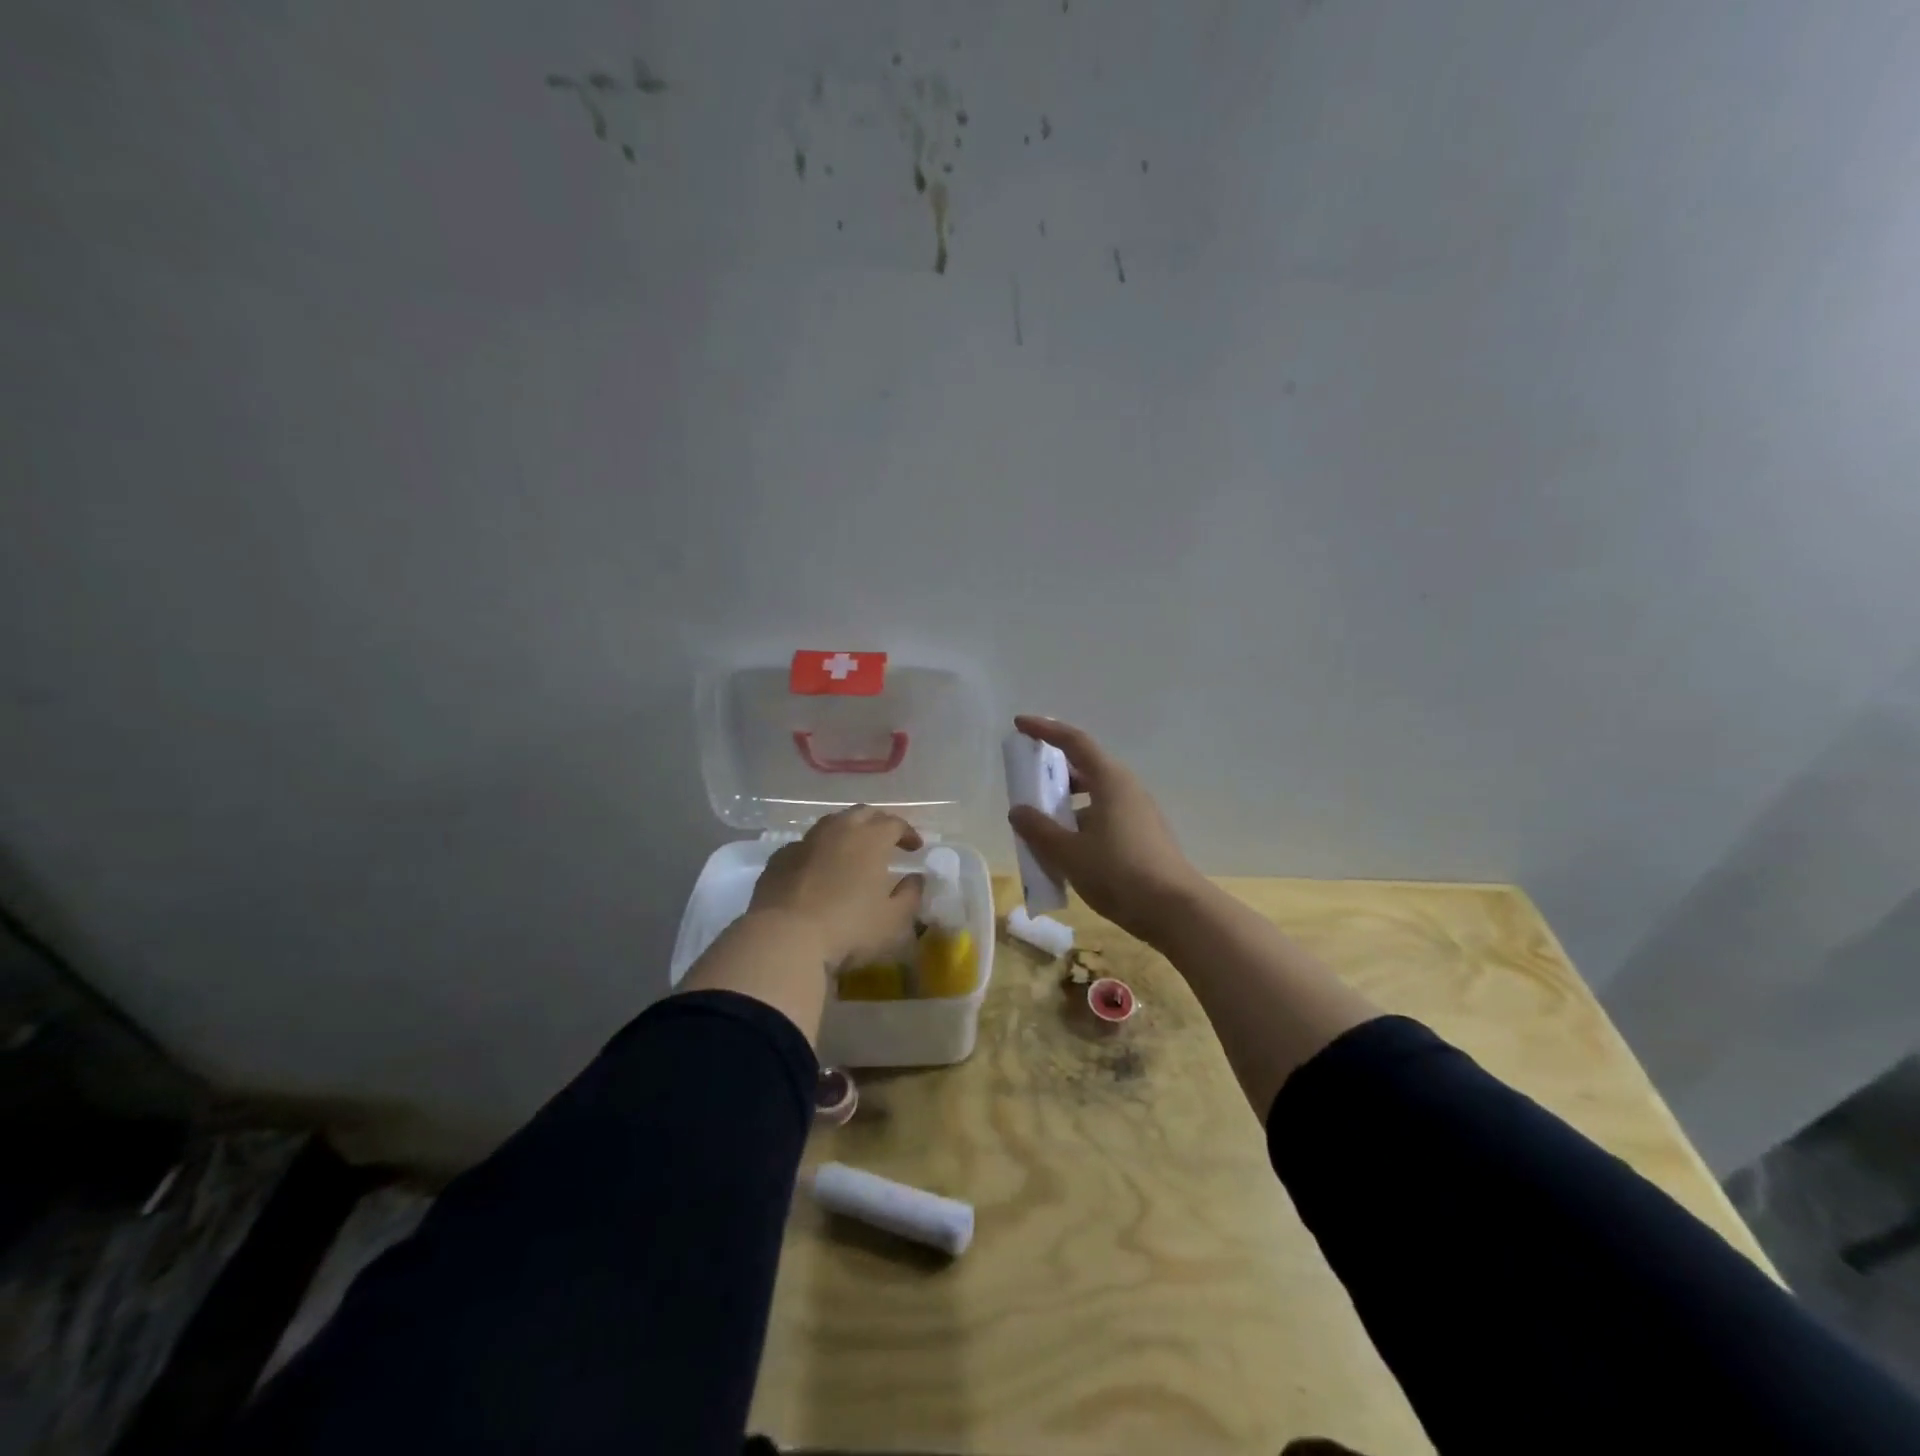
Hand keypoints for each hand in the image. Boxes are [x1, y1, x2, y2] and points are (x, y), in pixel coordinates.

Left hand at [748, 806, 924, 969]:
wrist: (783, 938)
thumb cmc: (847, 928)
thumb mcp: (893, 921)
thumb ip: (910, 896)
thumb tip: (915, 879)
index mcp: (870, 839)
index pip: (894, 823)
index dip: (908, 832)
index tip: (915, 848)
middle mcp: (838, 830)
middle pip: (862, 813)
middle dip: (878, 823)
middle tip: (886, 840)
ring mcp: (805, 842)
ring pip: (831, 823)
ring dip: (847, 831)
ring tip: (852, 850)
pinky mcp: (780, 858)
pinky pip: (805, 845)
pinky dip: (818, 850)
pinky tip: (818, 868)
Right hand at [1006, 715, 1203, 942]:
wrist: (1175, 910)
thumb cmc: (1119, 873)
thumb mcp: (1069, 853)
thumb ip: (1039, 829)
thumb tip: (1018, 811)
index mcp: (1110, 781)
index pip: (1074, 742)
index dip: (1045, 730)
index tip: (1020, 724)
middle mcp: (1126, 789)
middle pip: (1085, 767)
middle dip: (1053, 771)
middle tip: (1026, 780)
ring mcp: (1138, 813)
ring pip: (1094, 796)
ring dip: (1066, 803)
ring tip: (1040, 822)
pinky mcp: (1142, 836)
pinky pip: (1104, 817)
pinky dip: (1080, 823)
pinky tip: (1065, 850)